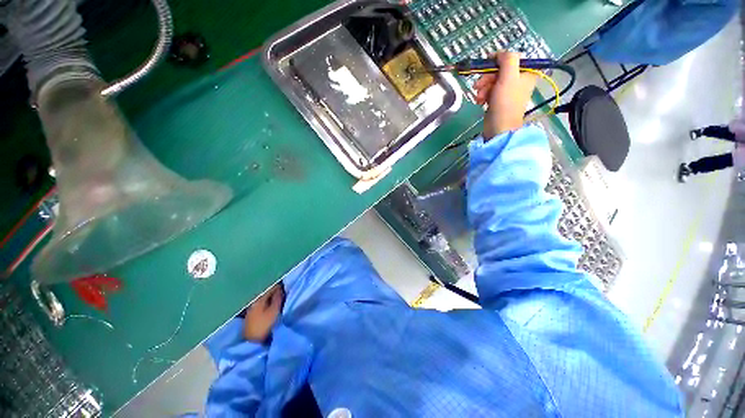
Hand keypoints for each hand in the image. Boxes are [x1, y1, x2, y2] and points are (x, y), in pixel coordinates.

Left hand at [243, 283, 283, 342]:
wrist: (252, 342)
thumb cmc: (265, 325)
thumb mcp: (274, 311)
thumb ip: (278, 298)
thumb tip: (280, 289)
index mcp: (259, 299)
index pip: (270, 288)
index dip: (279, 287)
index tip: (286, 289)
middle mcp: (254, 302)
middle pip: (266, 294)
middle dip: (274, 293)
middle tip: (284, 295)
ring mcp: (251, 310)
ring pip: (263, 300)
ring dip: (271, 300)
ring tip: (279, 302)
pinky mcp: (251, 317)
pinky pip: (261, 306)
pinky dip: (267, 305)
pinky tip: (271, 309)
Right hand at [474, 52, 537, 138]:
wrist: (499, 127)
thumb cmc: (506, 102)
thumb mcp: (509, 76)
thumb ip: (507, 59)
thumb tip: (500, 54)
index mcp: (527, 72)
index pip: (511, 58)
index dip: (498, 60)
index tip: (487, 63)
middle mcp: (519, 79)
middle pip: (500, 70)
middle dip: (487, 77)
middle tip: (478, 85)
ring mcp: (508, 90)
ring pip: (492, 81)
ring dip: (483, 87)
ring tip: (479, 97)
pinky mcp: (498, 99)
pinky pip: (489, 91)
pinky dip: (483, 95)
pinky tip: (480, 101)